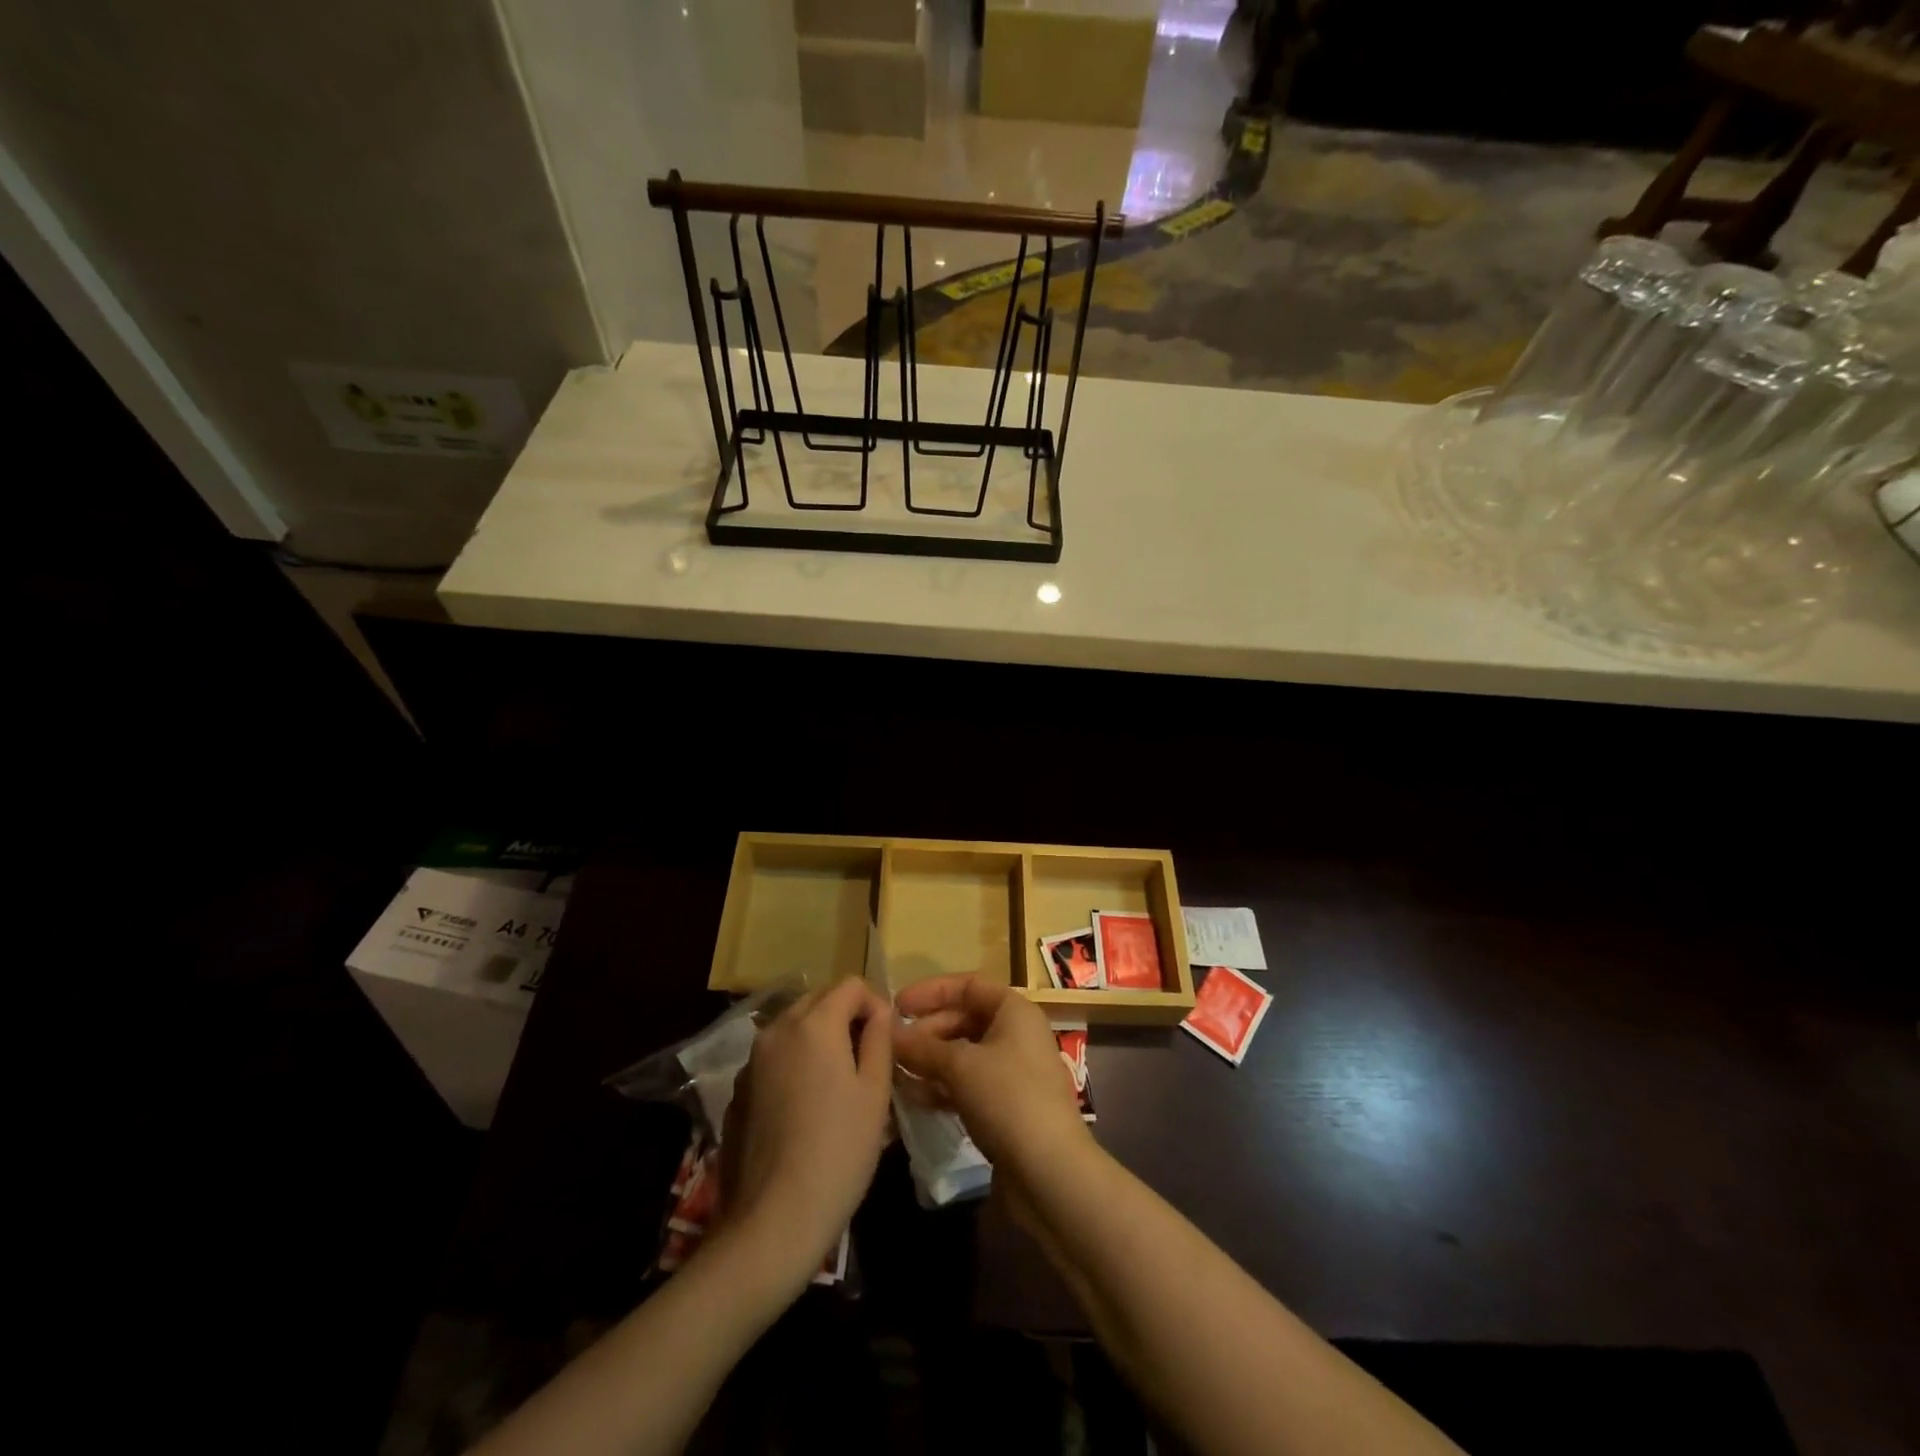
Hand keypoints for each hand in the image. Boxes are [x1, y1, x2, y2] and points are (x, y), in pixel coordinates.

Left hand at [719, 978, 892, 1280]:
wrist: (774, 1218)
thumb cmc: (839, 1150)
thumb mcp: (875, 1092)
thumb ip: (879, 1038)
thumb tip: (879, 1011)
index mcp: (814, 1024)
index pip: (850, 984)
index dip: (874, 1002)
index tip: (886, 1037)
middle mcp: (777, 1029)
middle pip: (818, 998)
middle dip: (845, 1014)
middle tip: (866, 1056)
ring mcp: (752, 1060)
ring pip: (793, 1026)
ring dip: (819, 1036)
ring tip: (838, 1080)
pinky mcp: (738, 1090)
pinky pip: (774, 1056)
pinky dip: (795, 1061)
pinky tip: (806, 1105)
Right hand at [892, 975, 1091, 1175]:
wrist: (1050, 1173)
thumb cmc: (1008, 1099)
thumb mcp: (960, 1066)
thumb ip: (922, 1046)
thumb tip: (889, 1033)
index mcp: (1015, 1011)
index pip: (969, 985)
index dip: (931, 991)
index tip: (897, 1005)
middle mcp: (1017, 1034)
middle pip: (965, 1019)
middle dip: (928, 1031)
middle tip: (894, 1048)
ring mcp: (1014, 1072)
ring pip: (964, 1055)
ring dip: (931, 1061)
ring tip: (897, 1074)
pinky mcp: (1008, 1107)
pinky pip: (969, 1084)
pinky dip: (943, 1086)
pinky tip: (915, 1099)